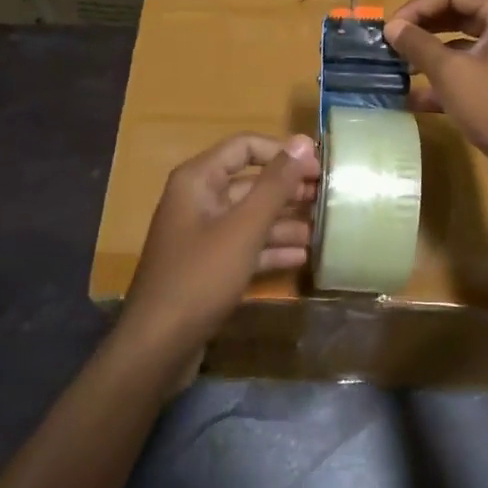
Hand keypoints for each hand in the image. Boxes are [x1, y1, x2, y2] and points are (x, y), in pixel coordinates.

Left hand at [124, 132, 319, 347]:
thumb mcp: (244, 228)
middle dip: (289, 189)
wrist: (158, 346)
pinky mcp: (208, 266)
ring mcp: (202, 235)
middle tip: (330, 198)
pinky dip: (270, 248)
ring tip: (324, 229)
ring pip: (250, 217)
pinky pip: (244, 246)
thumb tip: (303, 141)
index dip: (283, 152)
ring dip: (285, 221)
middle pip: (250, 182)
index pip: (245, 146)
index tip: (320, 167)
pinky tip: (302, 257)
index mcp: (198, 180)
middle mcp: (198, 200)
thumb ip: (275, 184)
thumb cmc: (201, 277)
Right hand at [386, 0, 487, 196]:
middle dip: (422, 28)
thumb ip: (418, 44)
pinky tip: (414, 97)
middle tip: (391, 43)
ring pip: (460, 44)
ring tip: (399, 67)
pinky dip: (443, 78)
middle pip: (457, 14)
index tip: (390, 28)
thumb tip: (392, 27)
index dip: (417, 6)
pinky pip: (468, 70)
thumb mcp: (450, 73)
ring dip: (429, 54)